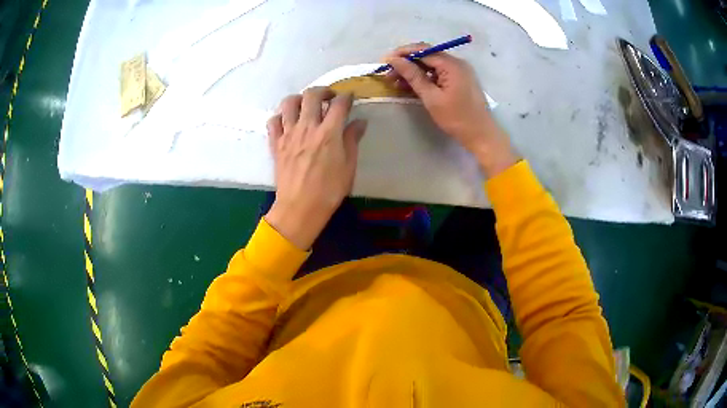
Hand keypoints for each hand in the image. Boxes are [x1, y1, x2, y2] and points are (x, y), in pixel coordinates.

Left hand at [265, 88, 366, 249]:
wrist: (299, 208)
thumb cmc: (329, 191)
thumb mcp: (349, 167)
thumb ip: (352, 140)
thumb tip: (359, 122)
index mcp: (329, 133)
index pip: (339, 104)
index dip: (347, 97)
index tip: (350, 98)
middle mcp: (307, 128)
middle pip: (312, 95)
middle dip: (323, 90)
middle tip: (329, 98)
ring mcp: (288, 134)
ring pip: (289, 103)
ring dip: (299, 99)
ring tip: (306, 105)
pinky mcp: (275, 144)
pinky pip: (273, 121)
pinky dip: (280, 116)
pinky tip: (288, 122)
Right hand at [384, 43, 518, 177]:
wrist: (482, 135)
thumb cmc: (456, 118)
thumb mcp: (431, 97)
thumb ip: (413, 76)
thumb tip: (394, 60)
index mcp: (452, 64)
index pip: (423, 50)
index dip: (403, 53)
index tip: (385, 61)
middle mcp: (456, 63)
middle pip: (427, 56)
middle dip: (407, 63)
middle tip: (388, 74)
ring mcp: (459, 72)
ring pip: (431, 65)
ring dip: (414, 72)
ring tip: (396, 82)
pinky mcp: (459, 80)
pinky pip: (438, 74)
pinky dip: (425, 78)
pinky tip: (411, 86)